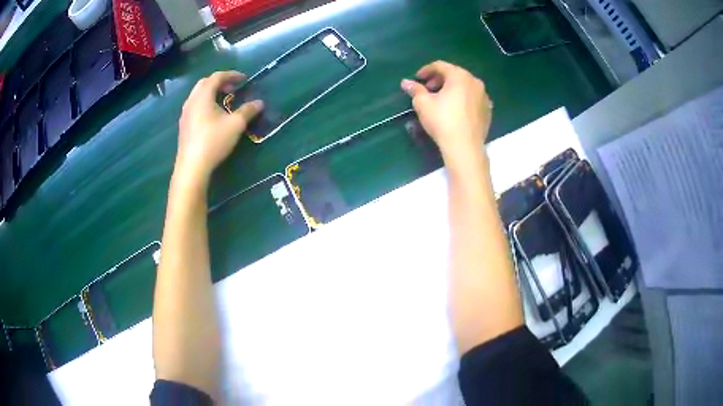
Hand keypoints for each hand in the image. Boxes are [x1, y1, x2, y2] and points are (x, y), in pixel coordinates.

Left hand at [175, 71, 262, 185]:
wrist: (192, 166)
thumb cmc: (213, 141)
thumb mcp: (235, 125)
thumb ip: (248, 111)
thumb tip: (259, 103)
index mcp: (203, 96)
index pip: (217, 77)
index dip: (232, 75)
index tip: (244, 79)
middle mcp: (191, 101)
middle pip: (205, 83)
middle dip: (220, 82)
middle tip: (233, 88)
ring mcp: (185, 114)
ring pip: (198, 95)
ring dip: (211, 93)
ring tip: (224, 101)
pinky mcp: (184, 125)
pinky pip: (195, 106)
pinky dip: (205, 103)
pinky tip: (212, 116)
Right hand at [401, 61, 491, 170]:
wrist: (465, 147)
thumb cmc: (442, 121)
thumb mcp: (423, 104)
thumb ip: (415, 90)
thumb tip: (406, 82)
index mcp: (459, 76)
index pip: (440, 66)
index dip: (426, 70)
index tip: (418, 78)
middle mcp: (475, 82)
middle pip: (454, 74)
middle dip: (439, 80)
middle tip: (428, 89)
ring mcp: (484, 96)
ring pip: (465, 86)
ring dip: (452, 89)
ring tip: (441, 100)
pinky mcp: (487, 110)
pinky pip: (472, 99)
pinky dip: (463, 99)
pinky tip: (455, 110)